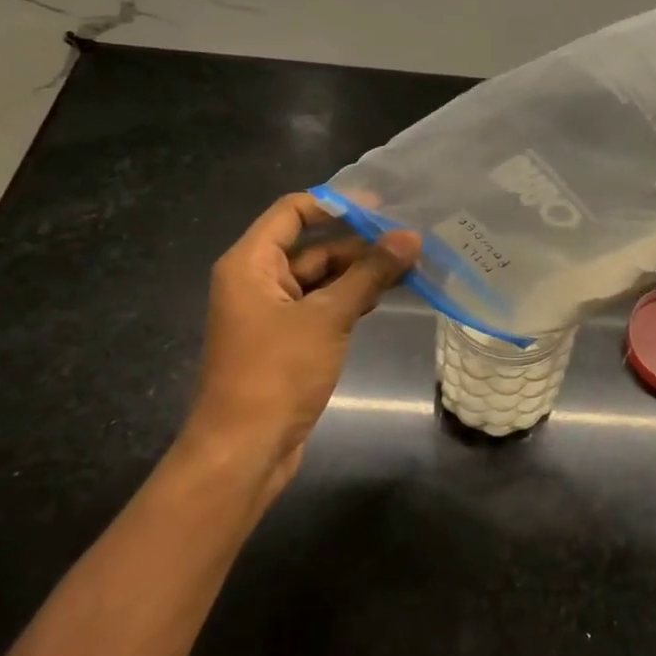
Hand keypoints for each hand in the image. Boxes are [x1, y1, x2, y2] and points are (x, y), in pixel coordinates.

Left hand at [181, 193, 418, 508]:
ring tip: (409, 266)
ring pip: (320, 279)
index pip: (293, 212)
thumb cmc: (277, 373)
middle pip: (311, 247)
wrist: (245, 451)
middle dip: (358, 243)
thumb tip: (410, 236)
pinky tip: (384, 298)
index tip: (382, 208)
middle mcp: (257, 281)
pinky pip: (320, 307)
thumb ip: (369, 274)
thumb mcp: (328, 317)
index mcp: (251, 264)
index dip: (335, 204)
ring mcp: (271, 313)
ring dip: (359, 273)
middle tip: (410, 241)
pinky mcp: (286, 341)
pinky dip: (350, 300)